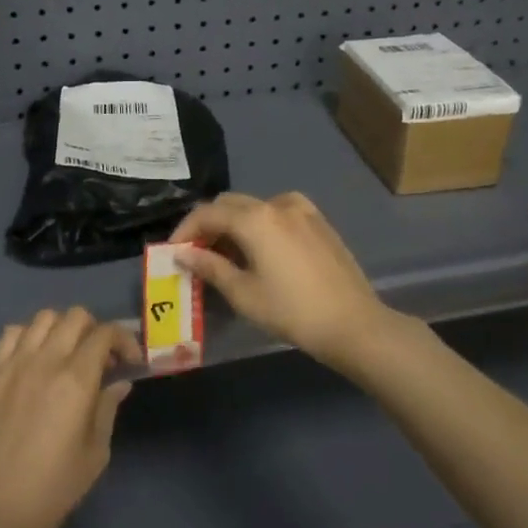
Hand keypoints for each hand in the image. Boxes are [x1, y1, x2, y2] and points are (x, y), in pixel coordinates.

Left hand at [0, 307, 141, 527]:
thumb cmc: (54, 488)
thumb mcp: (95, 452)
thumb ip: (108, 408)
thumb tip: (119, 382)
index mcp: (76, 380)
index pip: (105, 334)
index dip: (123, 340)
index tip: (129, 361)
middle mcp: (45, 361)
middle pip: (75, 316)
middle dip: (95, 330)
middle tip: (100, 359)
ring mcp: (14, 364)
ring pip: (44, 318)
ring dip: (62, 328)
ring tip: (67, 354)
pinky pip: (12, 333)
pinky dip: (29, 336)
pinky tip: (35, 359)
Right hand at [169, 192, 407, 369]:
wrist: (353, 324)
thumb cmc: (292, 311)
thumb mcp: (244, 293)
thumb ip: (210, 267)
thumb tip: (184, 255)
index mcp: (255, 218)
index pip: (207, 213)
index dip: (185, 231)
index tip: (174, 253)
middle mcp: (277, 204)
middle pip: (230, 204)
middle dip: (209, 225)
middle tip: (198, 256)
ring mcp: (302, 210)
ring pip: (255, 207)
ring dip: (235, 224)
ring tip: (229, 257)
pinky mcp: (319, 222)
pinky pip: (278, 214)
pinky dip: (260, 225)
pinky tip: (261, 253)